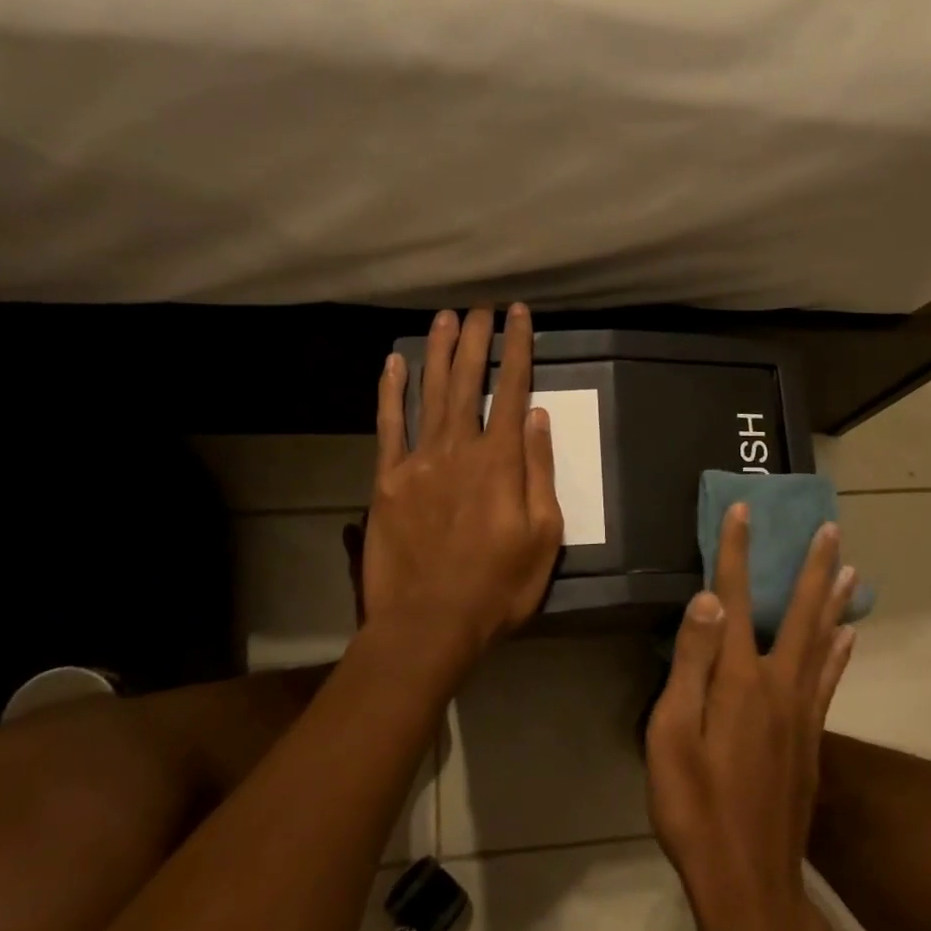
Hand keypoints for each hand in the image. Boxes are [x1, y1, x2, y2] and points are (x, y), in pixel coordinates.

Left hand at [357, 304, 563, 661]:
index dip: (517, 348)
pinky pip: (388, 426)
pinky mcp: (387, 481)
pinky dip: (390, 392)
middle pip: (467, 381)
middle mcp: (458, 448)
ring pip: (429, 393)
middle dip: (476, 340)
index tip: (519, 316)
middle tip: (479, 308)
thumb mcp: (544, 536)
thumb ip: (540, 472)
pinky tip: (393, 364)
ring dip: (437, 353)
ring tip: (444, 319)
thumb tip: (538, 417)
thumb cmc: (498, 586)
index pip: (512, 390)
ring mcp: (418, 461)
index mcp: (501, 461)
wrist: (429, 622)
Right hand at [645, 505, 858, 930]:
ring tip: (851, 568)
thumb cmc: (695, 807)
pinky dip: (842, 651)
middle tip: (831, 528)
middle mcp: (780, 684)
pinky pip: (831, 680)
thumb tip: (710, 599)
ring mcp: (803, 712)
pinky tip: (850, 635)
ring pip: (825, 641)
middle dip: (812, 565)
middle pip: (800, 612)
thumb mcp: (672, 735)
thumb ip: (691, 663)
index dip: (736, 550)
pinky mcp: (812, 739)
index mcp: (740, 679)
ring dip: (835, 600)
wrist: (749, 882)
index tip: (743, 509)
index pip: (737, 597)